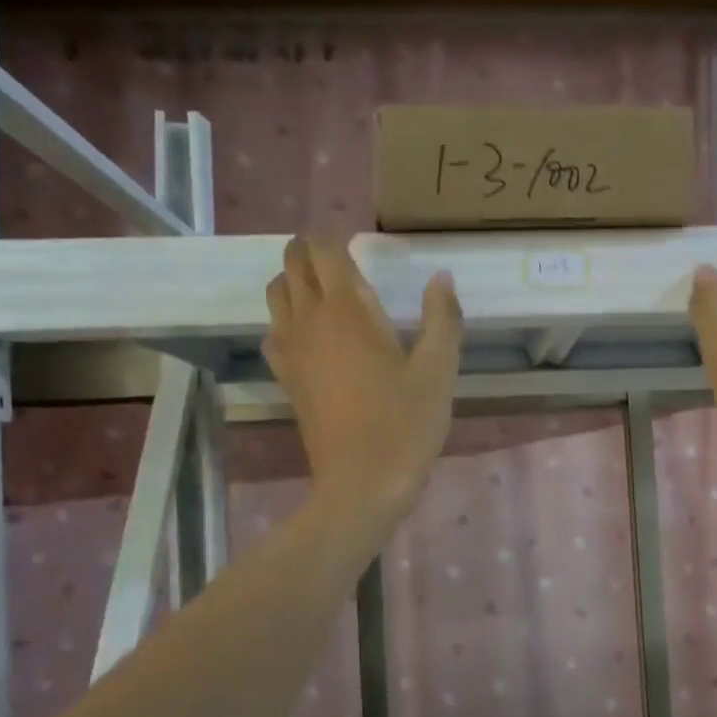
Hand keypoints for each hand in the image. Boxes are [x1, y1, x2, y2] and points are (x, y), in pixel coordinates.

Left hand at [264, 235, 461, 532]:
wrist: (362, 484)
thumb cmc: (405, 425)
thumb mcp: (438, 371)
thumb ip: (442, 318)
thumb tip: (441, 278)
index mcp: (348, 311)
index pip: (325, 250)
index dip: (334, 232)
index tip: (355, 232)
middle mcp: (310, 321)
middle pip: (293, 264)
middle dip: (310, 248)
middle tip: (339, 252)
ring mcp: (292, 350)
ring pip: (277, 294)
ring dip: (294, 279)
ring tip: (324, 286)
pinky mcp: (287, 378)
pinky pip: (274, 332)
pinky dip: (285, 318)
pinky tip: (309, 333)